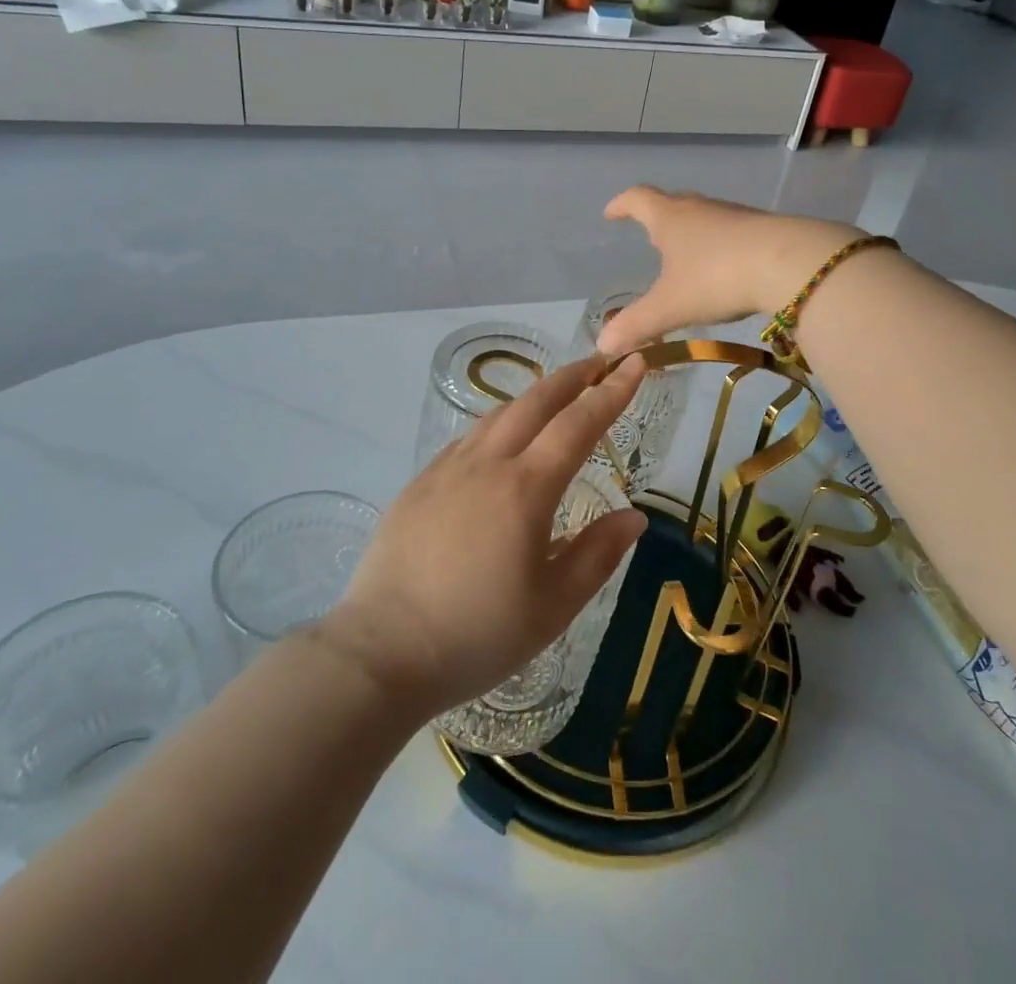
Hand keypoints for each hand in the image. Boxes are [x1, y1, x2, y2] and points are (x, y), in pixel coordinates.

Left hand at [315, 355, 649, 719]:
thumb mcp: (553, 606)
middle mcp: (486, 465)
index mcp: (526, 489)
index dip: (611, 392)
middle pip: (536, 402)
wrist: (381, 653)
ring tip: (556, 396)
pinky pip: (467, 439)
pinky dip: (496, 424)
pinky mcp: (418, 484)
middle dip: (573, 377)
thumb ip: (598, 555)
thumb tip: (634, 517)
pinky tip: (498, 440)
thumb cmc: (477, 635)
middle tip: (599, 362)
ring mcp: (446, 470)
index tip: (634, 364)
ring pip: (497, 414)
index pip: (578, 424)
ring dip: (533, 397)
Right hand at [597, 187, 863, 353]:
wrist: (791, 264)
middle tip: (650, 237)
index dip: (621, 205)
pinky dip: (721, 247)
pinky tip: (726, 270)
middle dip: (658, 219)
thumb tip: (603, 344)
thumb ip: (636, 325)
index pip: (638, 199)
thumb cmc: (717, 277)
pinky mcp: (764, 230)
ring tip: (687, 257)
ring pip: (706, 218)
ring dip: (692, 233)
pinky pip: (733, 233)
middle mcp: (701, 209)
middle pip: (673, 204)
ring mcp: (736, 216)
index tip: (611, 213)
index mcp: (671, 218)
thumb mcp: (670, 306)